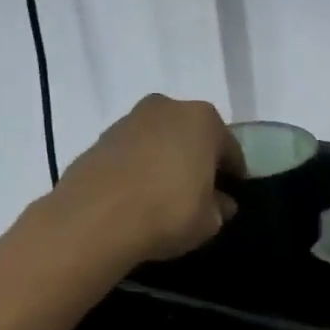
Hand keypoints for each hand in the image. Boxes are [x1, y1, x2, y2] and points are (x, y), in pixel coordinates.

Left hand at [51, 94, 244, 264]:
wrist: (95, 219)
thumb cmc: (168, 212)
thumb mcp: (209, 221)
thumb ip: (220, 208)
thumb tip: (221, 203)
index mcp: (203, 120)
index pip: (229, 148)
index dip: (233, 173)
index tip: (232, 192)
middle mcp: (167, 108)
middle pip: (191, 135)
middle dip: (197, 159)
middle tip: (199, 190)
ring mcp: (129, 120)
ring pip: (159, 140)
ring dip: (165, 160)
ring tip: (164, 194)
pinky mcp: (99, 138)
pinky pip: (131, 153)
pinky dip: (138, 168)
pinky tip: (137, 195)